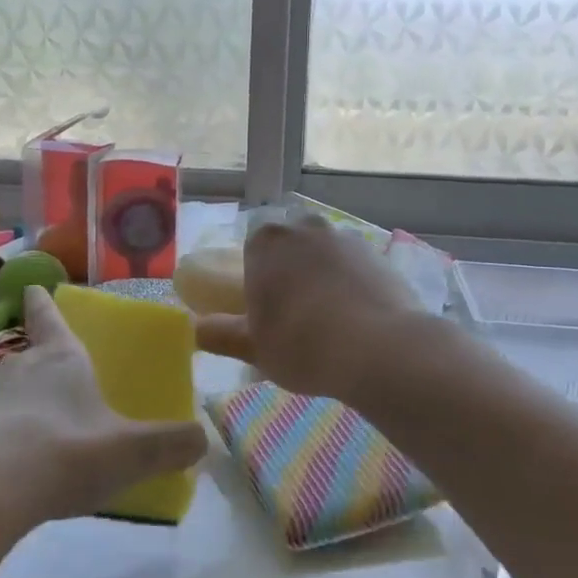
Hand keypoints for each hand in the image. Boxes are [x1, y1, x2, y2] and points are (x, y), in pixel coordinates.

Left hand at [0, 286, 204, 527]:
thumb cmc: (62, 455)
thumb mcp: (130, 453)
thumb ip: (171, 444)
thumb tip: (201, 438)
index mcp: (60, 359)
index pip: (49, 316)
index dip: (44, 302)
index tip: (33, 288)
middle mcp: (19, 370)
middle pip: (31, 356)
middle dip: (46, 363)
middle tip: (67, 381)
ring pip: (10, 395)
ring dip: (27, 407)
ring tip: (50, 435)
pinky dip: (8, 442)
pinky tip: (23, 471)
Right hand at [195, 215, 420, 398]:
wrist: (379, 349)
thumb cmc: (301, 344)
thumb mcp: (252, 348)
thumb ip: (219, 334)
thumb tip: (197, 328)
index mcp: (267, 242)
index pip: (253, 249)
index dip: (257, 277)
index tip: (264, 308)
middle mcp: (305, 228)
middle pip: (290, 245)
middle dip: (290, 270)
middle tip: (295, 314)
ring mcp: (347, 238)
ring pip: (325, 254)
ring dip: (322, 276)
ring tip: (330, 320)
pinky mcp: (380, 256)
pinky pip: (355, 268)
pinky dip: (352, 285)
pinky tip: (358, 320)